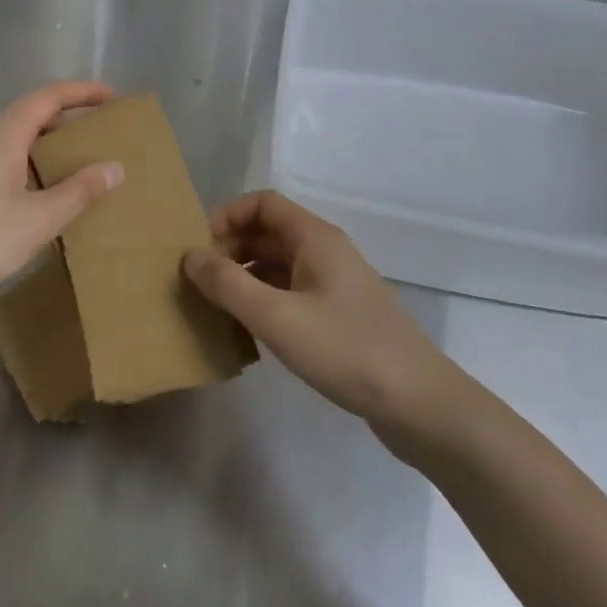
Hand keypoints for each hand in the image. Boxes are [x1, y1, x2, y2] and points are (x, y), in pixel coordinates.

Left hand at [0, 82, 123, 314]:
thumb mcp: (39, 219)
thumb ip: (79, 191)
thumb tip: (115, 166)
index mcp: (3, 133)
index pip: (48, 97)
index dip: (82, 92)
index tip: (112, 96)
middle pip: (27, 114)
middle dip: (63, 120)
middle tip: (94, 136)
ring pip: (5, 137)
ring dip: (37, 143)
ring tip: (62, 166)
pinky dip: (15, 161)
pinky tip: (21, 192)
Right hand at [183, 191, 457, 425]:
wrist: (418, 403)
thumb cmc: (345, 350)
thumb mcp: (277, 317)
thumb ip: (228, 284)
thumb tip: (189, 256)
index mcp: (315, 238)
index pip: (262, 203)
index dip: (226, 216)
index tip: (197, 248)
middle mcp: (325, 252)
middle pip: (267, 232)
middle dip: (229, 248)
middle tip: (198, 282)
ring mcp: (334, 284)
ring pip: (277, 264)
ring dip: (243, 276)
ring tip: (214, 306)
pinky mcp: (338, 314)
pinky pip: (290, 291)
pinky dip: (263, 299)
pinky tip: (247, 329)